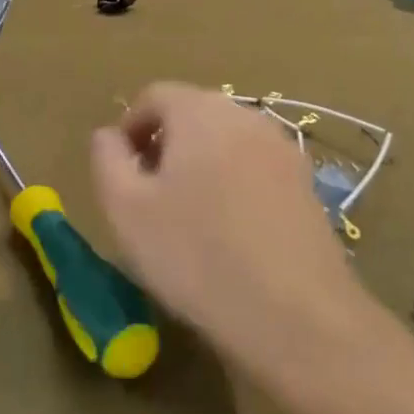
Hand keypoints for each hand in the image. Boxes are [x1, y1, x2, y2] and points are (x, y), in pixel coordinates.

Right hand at [90, 82, 370, 381]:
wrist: (297, 318)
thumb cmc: (196, 256)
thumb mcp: (125, 209)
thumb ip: (107, 159)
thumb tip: (108, 136)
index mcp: (200, 111)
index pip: (153, 96)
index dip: (128, 128)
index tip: (120, 174)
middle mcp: (245, 116)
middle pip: (191, 114)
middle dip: (163, 146)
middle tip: (147, 197)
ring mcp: (282, 149)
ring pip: (224, 142)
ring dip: (197, 166)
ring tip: (185, 218)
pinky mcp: (307, 185)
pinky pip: (254, 168)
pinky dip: (231, 185)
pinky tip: (227, 234)